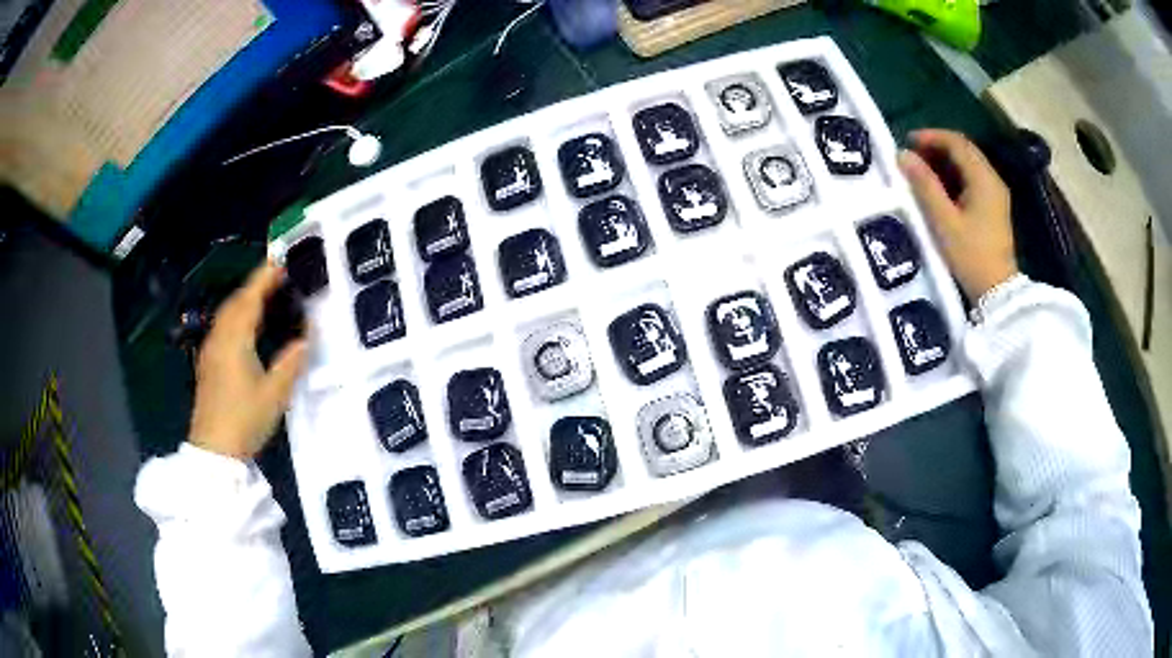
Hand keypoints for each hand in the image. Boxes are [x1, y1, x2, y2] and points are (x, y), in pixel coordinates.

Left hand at [189, 263, 307, 459]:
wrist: (214, 450)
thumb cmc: (244, 420)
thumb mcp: (275, 394)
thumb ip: (291, 362)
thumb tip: (306, 337)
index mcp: (235, 339)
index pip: (250, 297)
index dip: (265, 276)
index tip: (280, 259)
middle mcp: (220, 337)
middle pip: (236, 301)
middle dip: (255, 284)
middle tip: (277, 275)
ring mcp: (211, 349)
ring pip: (227, 313)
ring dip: (245, 298)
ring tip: (265, 295)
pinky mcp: (208, 363)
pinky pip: (223, 326)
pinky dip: (237, 314)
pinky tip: (246, 325)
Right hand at [898, 129, 1018, 301]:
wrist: (997, 292)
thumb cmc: (971, 256)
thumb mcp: (944, 221)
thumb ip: (924, 185)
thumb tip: (903, 155)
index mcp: (983, 178)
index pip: (957, 142)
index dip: (931, 136)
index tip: (908, 141)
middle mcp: (993, 179)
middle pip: (965, 149)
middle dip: (938, 145)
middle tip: (913, 154)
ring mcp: (996, 194)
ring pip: (969, 163)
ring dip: (946, 160)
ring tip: (923, 168)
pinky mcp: (994, 207)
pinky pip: (973, 178)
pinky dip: (955, 174)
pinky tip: (941, 186)